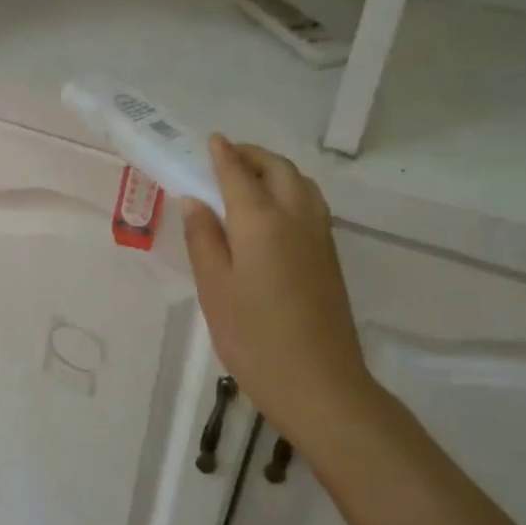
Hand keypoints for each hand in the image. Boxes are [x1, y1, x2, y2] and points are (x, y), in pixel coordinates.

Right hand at [181, 136, 375, 437]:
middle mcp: (296, 218)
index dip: (223, 154)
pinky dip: (291, 190)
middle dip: (253, 155)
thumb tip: (195, 201)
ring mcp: (319, 237)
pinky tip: (274, 211)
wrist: (320, 384)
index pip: (239, 174)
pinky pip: (312, 204)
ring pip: (302, 183)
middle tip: (227, 157)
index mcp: (261, 222)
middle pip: (278, 169)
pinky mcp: (330, 257)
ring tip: (250, 179)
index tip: (211, 140)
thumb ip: (203, 239)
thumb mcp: (214, 289)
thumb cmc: (254, 338)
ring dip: (275, 170)